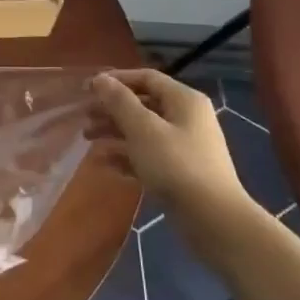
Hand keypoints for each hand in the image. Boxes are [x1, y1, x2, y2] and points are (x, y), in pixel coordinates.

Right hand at [91, 69, 246, 219]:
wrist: (214, 221)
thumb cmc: (176, 166)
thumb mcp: (143, 129)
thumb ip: (119, 102)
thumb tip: (100, 79)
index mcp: (184, 99)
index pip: (146, 78)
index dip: (116, 80)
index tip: (88, 89)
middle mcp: (187, 118)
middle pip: (143, 104)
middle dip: (112, 109)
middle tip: (84, 117)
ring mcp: (185, 146)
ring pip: (144, 131)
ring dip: (115, 133)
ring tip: (87, 140)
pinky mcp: (181, 172)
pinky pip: (149, 156)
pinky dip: (127, 157)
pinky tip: (105, 164)